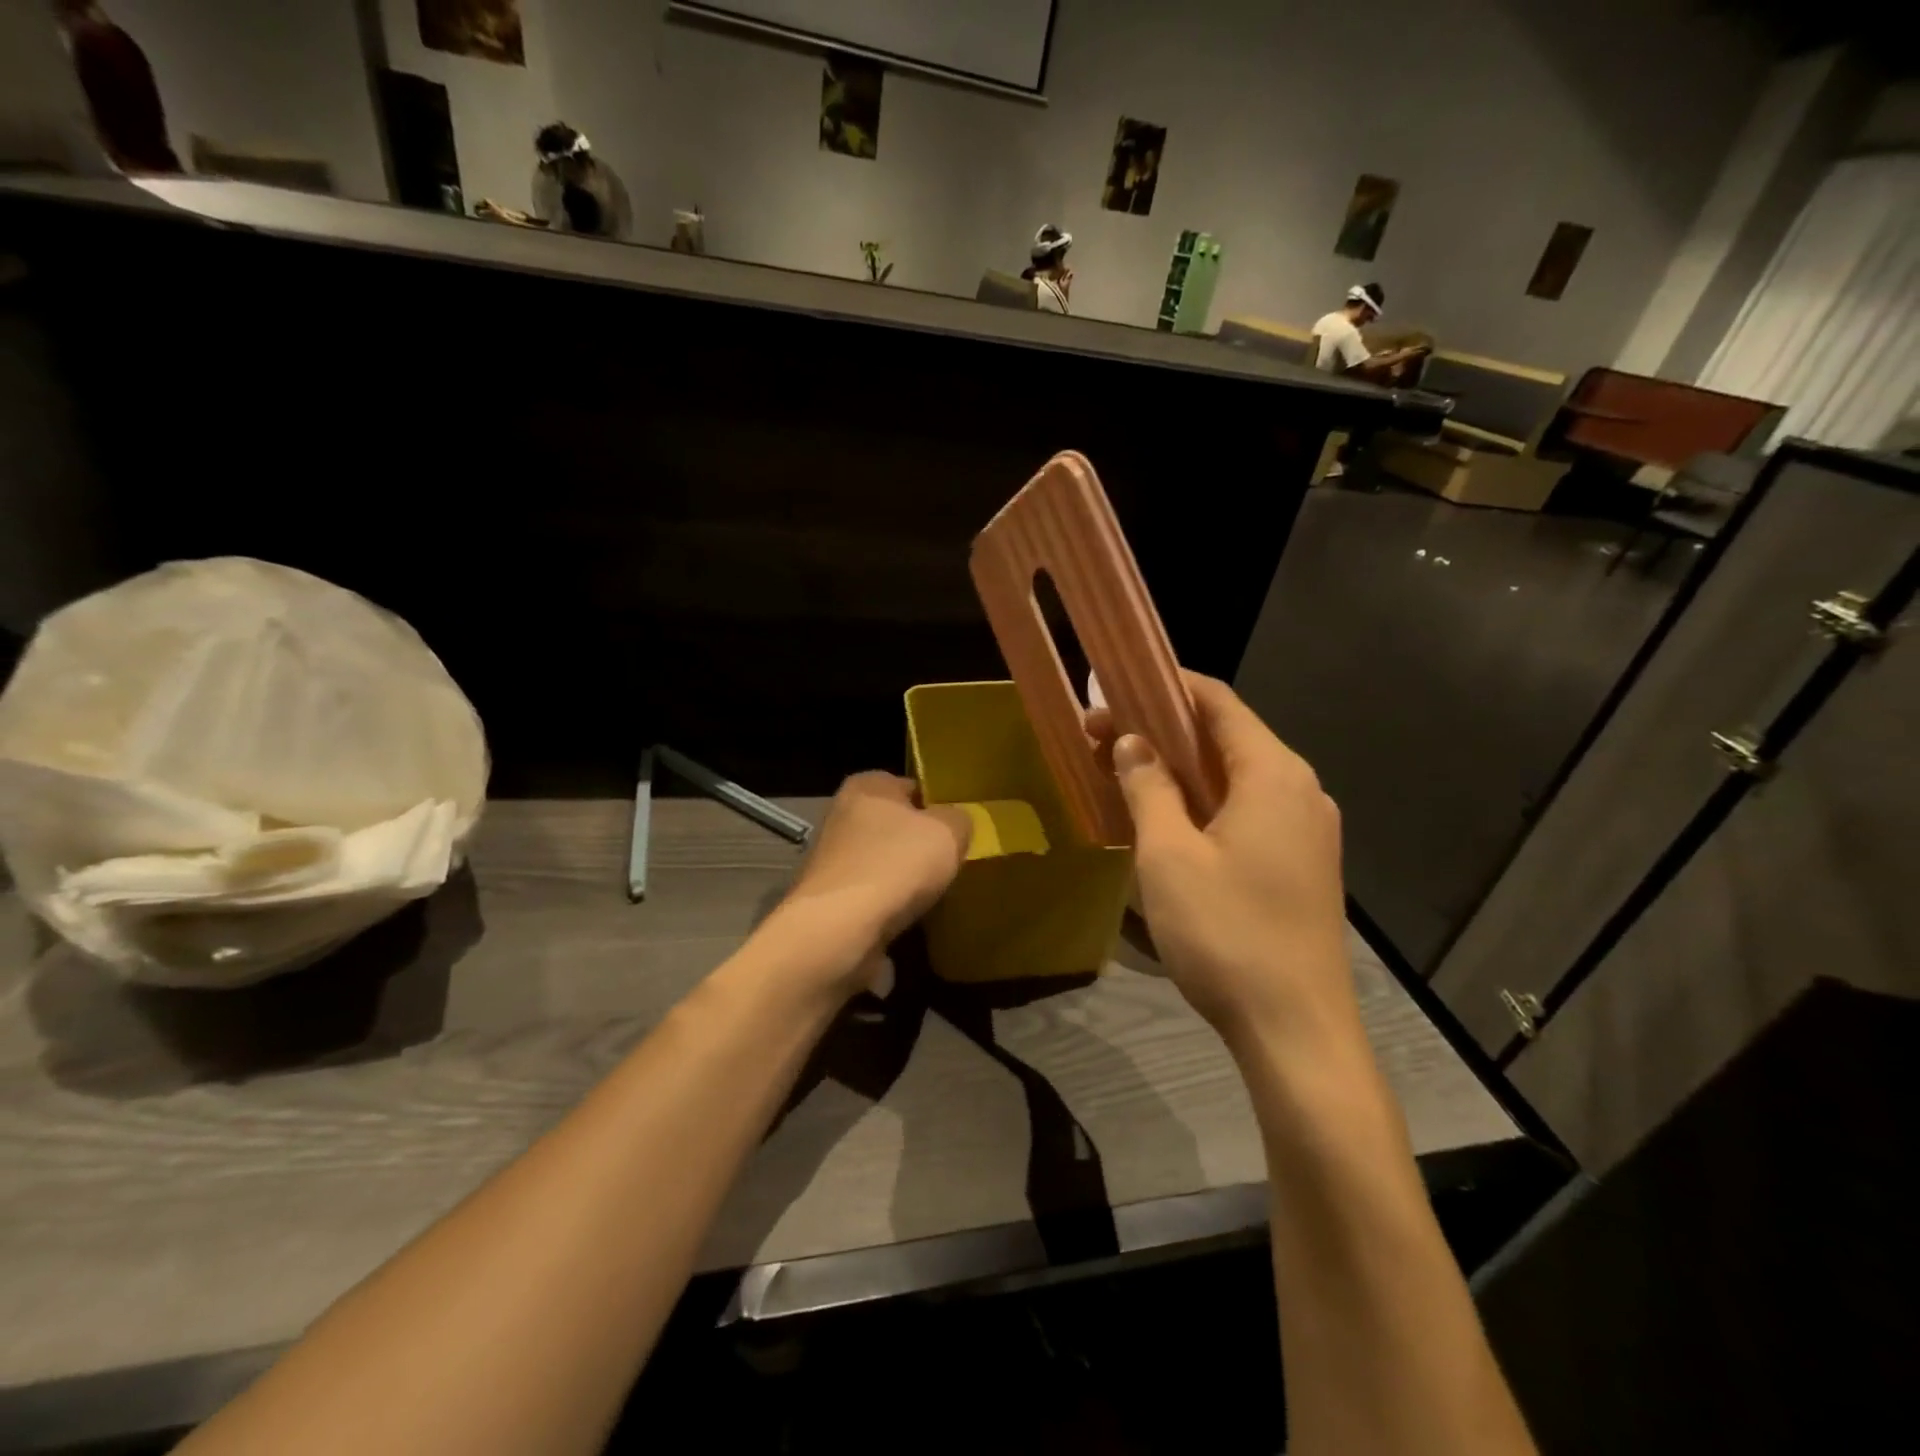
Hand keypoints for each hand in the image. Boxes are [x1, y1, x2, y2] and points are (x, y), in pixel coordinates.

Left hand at [770, 773, 970, 991]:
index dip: (935, 806)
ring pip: (882, 864)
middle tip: (948, 864)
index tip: (955, 830)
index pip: (909, 786)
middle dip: (918, 846)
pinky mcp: (828, 900)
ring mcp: (831, 860)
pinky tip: (909, 922)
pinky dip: (888, 910)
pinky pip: (871, 899)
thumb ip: (958, 820)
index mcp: (867, 787)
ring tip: (933, 897)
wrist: (840, 929)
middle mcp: (841, 816)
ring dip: (903, 881)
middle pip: (894, 827)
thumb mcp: (948, 831)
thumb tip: (953, 825)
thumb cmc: (897, 864)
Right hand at [1088, 675, 1355, 1050]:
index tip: (1115, 686)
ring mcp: (1307, 829)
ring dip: (1180, 769)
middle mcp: (1300, 789)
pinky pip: (1247, 810)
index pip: (1218, 702)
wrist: (1295, 1030)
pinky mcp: (1302, 863)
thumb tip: (1131, 742)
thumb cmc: (1226, 933)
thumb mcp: (1169, 855)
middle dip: (1162, 730)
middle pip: (1226, 737)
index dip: (1166, 686)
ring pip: (1235, 777)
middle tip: (1101, 737)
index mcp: (1274, 773)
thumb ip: (1149, 788)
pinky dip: (1203, 801)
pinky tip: (1166, 820)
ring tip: (1124, 773)